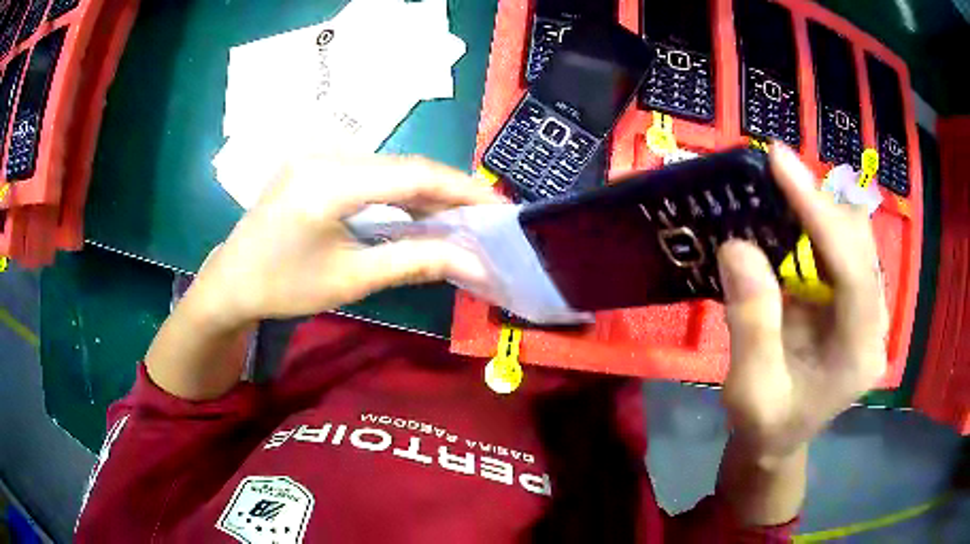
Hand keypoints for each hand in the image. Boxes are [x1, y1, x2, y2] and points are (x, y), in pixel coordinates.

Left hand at [191, 153, 500, 329]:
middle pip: (403, 166)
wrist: (230, 281)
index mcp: (329, 182)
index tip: (498, 207)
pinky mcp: (313, 161)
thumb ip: (415, 262)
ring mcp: (316, 153)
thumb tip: (472, 261)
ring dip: (423, 190)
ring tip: (455, 217)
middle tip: (481, 218)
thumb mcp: (351, 279)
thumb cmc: (283, 287)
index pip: (413, 175)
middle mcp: (324, 154)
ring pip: (388, 165)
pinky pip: (367, 169)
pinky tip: (412, 209)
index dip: (462, 189)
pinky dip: (396, 189)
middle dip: (447, 191)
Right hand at [718, 144, 887, 462]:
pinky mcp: (855, 303)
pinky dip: (817, 224)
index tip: (780, 163)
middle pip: (860, 243)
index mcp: (859, 353)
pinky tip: (793, 216)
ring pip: (855, 238)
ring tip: (780, 187)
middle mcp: (874, 324)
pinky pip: (843, 249)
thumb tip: (737, 246)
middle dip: (821, 203)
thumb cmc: (765, 425)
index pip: (853, 269)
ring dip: (819, 208)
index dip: (820, 213)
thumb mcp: (750, 389)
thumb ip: (751, 323)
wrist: (778, 440)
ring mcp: (868, 311)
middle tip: (774, 172)